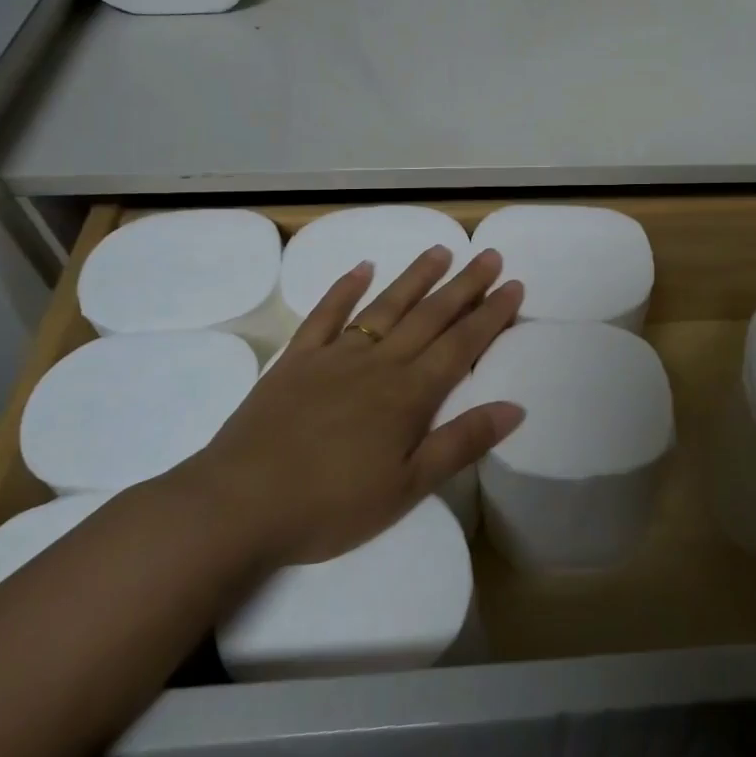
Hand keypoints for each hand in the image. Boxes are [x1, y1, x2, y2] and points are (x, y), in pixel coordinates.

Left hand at [183, 245, 524, 562]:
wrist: (239, 505)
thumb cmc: (331, 505)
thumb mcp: (407, 487)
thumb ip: (461, 443)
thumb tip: (515, 408)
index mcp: (409, 394)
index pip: (461, 344)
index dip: (491, 315)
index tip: (514, 286)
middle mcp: (378, 363)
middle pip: (430, 316)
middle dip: (465, 286)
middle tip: (490, 255)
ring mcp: (335, 356)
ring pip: (385, 307)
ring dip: (416, 277)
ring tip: (441, 251)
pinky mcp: (296, 360)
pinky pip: (325, 315)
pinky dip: (345, 289)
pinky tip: (362, 269)